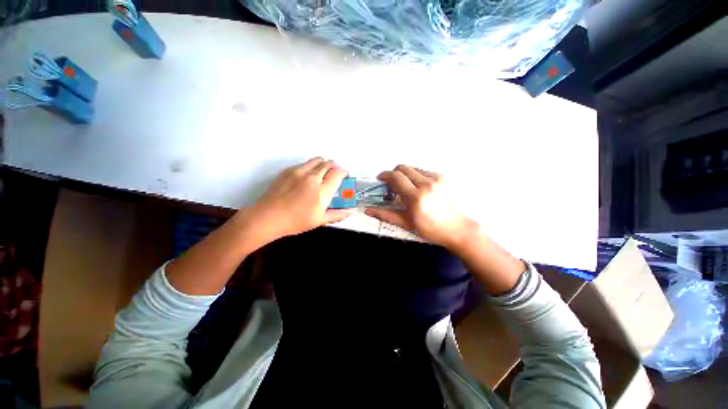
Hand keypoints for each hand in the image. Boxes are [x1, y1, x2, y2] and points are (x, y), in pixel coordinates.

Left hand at [250, 157, 353, 240]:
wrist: (267, 217)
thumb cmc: (295, 221)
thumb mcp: (319, 221)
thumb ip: (338, 214)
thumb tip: (351, 211)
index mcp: (322, 191)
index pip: (338, 173)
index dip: (344, 172)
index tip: (344, 176)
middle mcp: (312, 177)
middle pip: (329, 163)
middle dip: (335, 167)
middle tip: (334, 175)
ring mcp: (299, 171)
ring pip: (317, 160)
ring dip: (324, 164)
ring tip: (322, 173)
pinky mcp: (288, 170)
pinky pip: (305, 163)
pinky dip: (311, 166)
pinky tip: (307, 177)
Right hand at [365, 165, 475, 249]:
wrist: (459, 229)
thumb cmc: (431, 229)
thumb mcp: (407, 223)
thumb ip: (386, 214)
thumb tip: (368, 210)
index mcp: (416, 197)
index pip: (396, 177)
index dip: (385, 175)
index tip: (381, 179)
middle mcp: (427, 184)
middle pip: (404, 167)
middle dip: (394, 173)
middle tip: (393, 184)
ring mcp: (437, 179)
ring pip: (414, 169)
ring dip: (406, 176)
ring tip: (408, 189)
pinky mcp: (444, 177)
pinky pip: (425, 172)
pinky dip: (418, 177)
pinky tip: (420, 189)